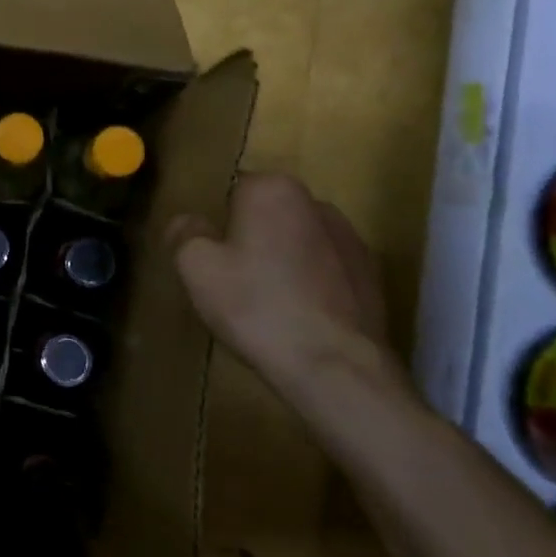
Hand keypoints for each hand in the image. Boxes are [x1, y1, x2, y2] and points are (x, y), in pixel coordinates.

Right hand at [170, 174, 390, 390]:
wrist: (335, 366)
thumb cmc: (256, 306)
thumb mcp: (196, 268)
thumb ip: (184, 233)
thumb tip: (187, 221)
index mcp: (273, 190)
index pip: (232, 189)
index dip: (215, 221)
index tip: (207, 253)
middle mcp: (316, 203)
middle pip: (267, 215)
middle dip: (249, 237)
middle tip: (229, 278)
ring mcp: (351, 239)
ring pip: (297, 241)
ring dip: (281, 260)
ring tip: (264, 302)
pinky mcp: (370, 276)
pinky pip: (324, 270)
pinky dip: (309, 284)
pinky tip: (296, 317)